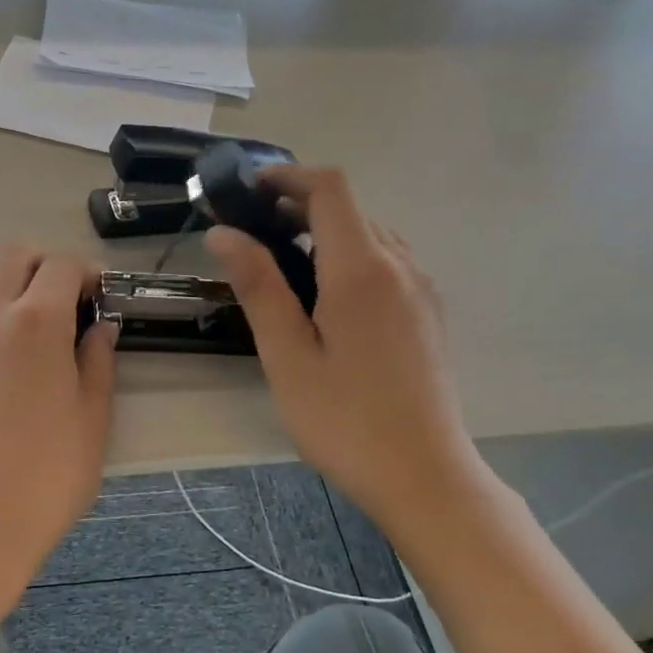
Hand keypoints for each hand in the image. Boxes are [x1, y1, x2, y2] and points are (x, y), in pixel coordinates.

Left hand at [0, 247, 117, 604]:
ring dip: (1, 283)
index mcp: (38, 323)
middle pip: (12, 258)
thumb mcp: (92, 418)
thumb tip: (101, 326)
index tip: (98, 293)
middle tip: (63, 299)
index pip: (59, 267)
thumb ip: (97, 361)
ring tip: (20, 317)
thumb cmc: (48, 475)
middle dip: (42, 266)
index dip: (84, 272)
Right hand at [207, 166, 481, 535]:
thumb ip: (258, 286)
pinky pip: (389, 264)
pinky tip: (327, 301)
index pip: (330, 189)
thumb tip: (223, 233)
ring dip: (327, 234)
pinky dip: (351, 259)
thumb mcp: (287, 354)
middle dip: (300, 207)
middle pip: (352, 209)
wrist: (423, 475)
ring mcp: (422, 291)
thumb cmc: (344, 419)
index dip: (287, 177)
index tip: (247, 192)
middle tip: (252, 235)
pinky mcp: (429, 315)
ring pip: (372, 236)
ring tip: (284, 267)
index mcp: (362, 269)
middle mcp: (401, 266)